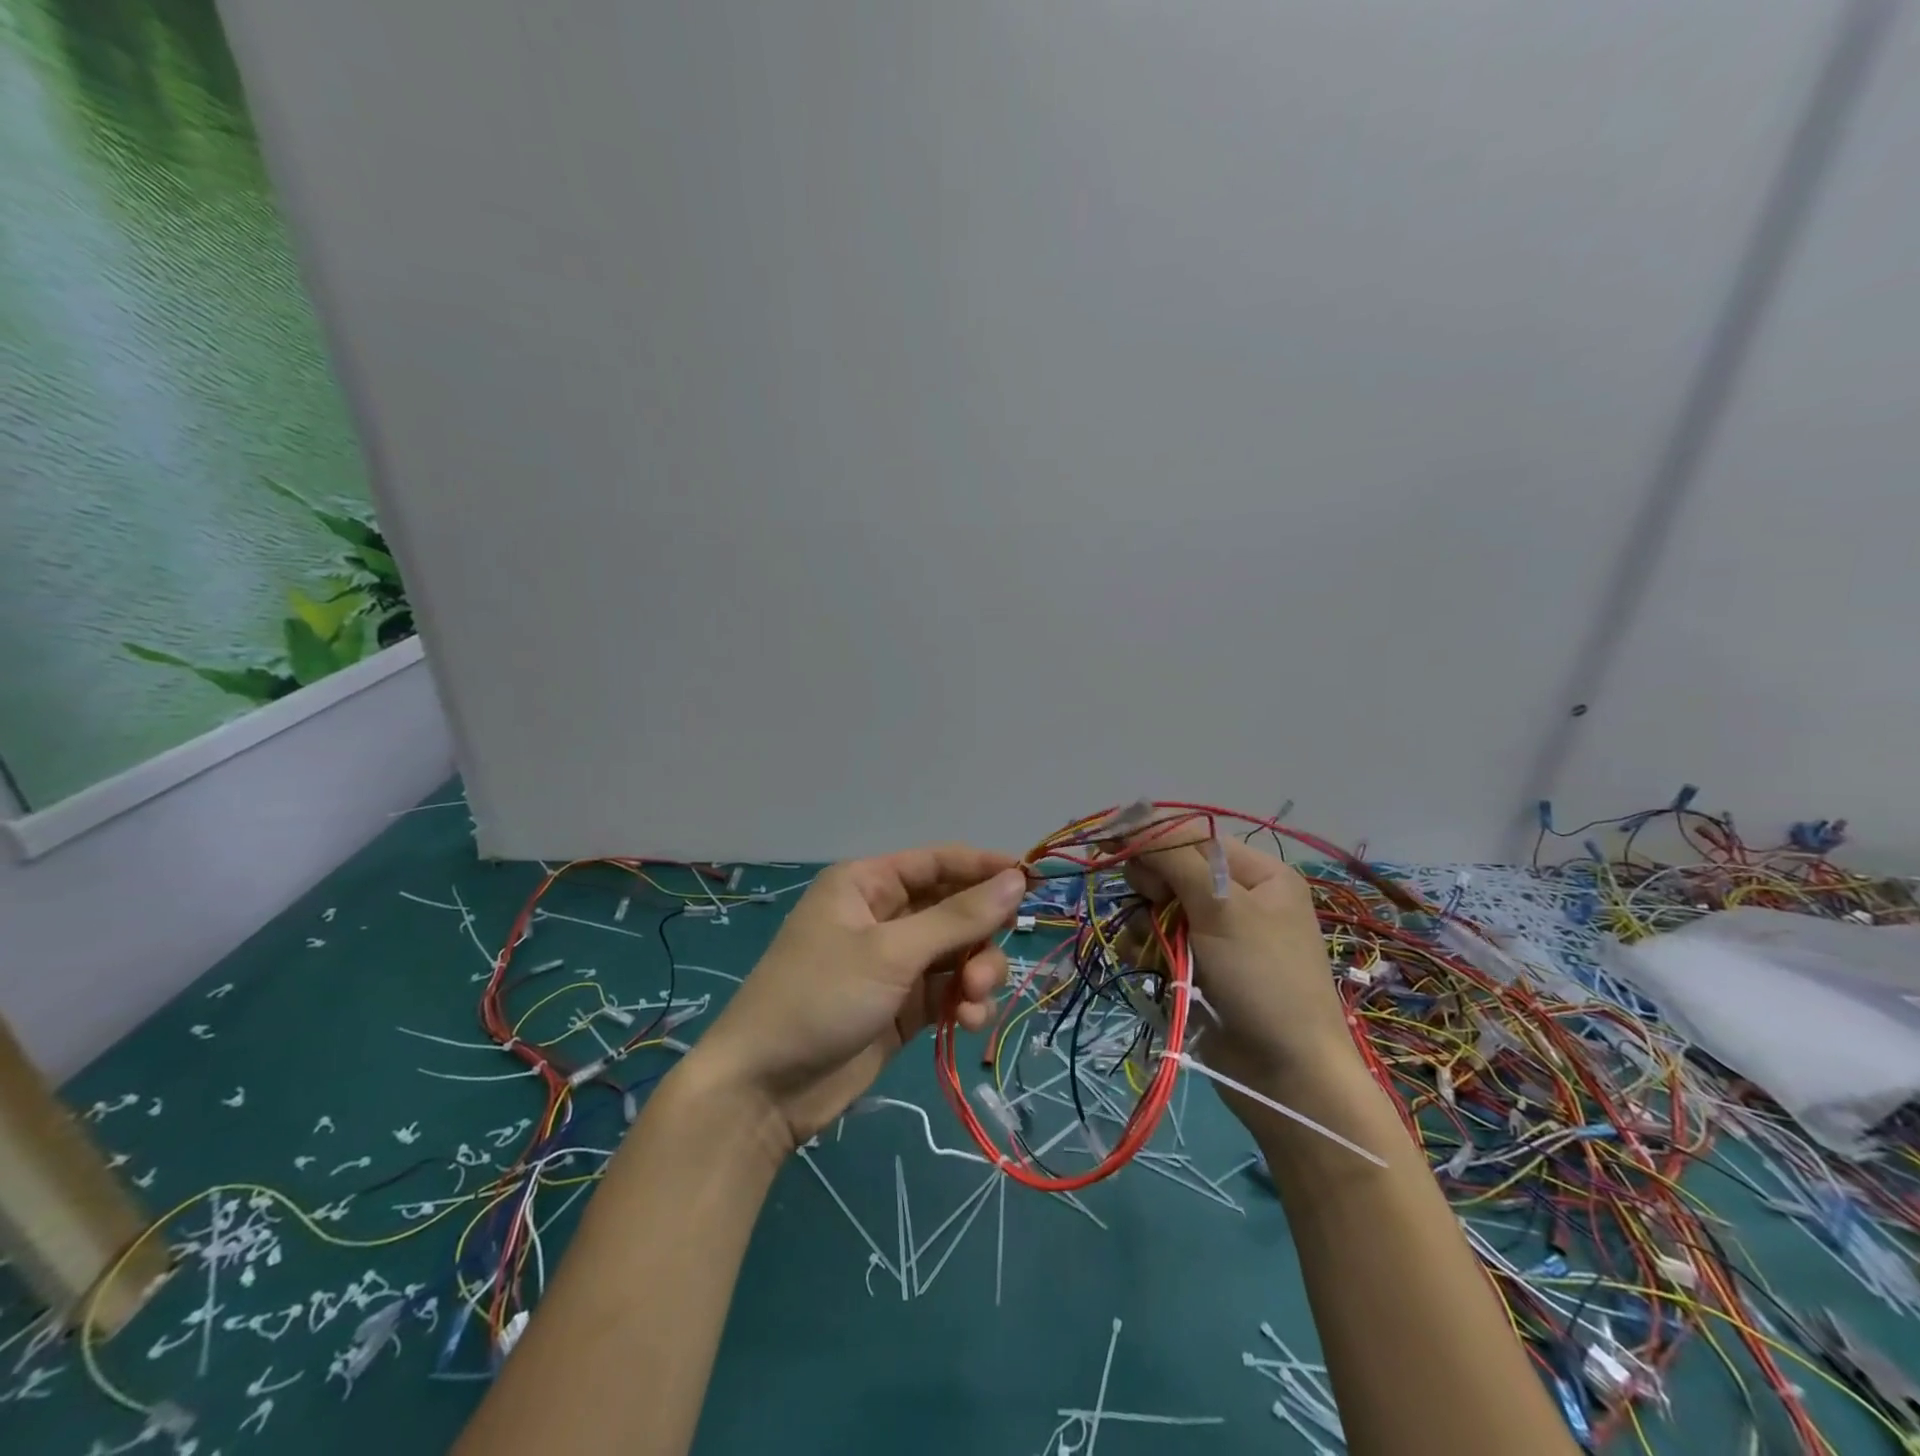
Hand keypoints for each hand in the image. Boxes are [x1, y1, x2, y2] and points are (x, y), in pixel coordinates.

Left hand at [684, 846, 1027, 1148]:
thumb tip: (1016, 879)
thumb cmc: (821, 997)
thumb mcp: (891, 952)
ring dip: (977, 973)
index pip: (938, 862)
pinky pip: (949, 991)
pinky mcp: (901, 1007)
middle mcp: (882, 917)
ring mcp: (893, 964)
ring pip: (957, 953)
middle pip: (954, 910)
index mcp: (867, 884)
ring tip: (974, 1000)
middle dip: (979, 936)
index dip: (984, 868)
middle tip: (987, 968)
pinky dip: (965, 1002)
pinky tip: (970, 1022)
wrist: (765, 1090)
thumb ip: (958, 918)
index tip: (1031, 882)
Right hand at [1124, 834, 1361, 1122]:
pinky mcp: (1194, 965)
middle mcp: (1235, 895)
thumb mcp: (1222, 907)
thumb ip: (1174, 857)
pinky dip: (1144, 948)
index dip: (1146, 833)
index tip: (1102, 837)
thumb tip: (1129, 819)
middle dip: (1151, 884)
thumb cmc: (1263, 978)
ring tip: (1153, 946)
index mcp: (1256, 872)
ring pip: (1154, 904)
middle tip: (1155, 902)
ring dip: (1144, 921)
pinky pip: (1154, 939)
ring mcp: (1214, 933)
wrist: (1286, 1076)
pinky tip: (1147, 963)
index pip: (1189, 833)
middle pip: (1168, 867)